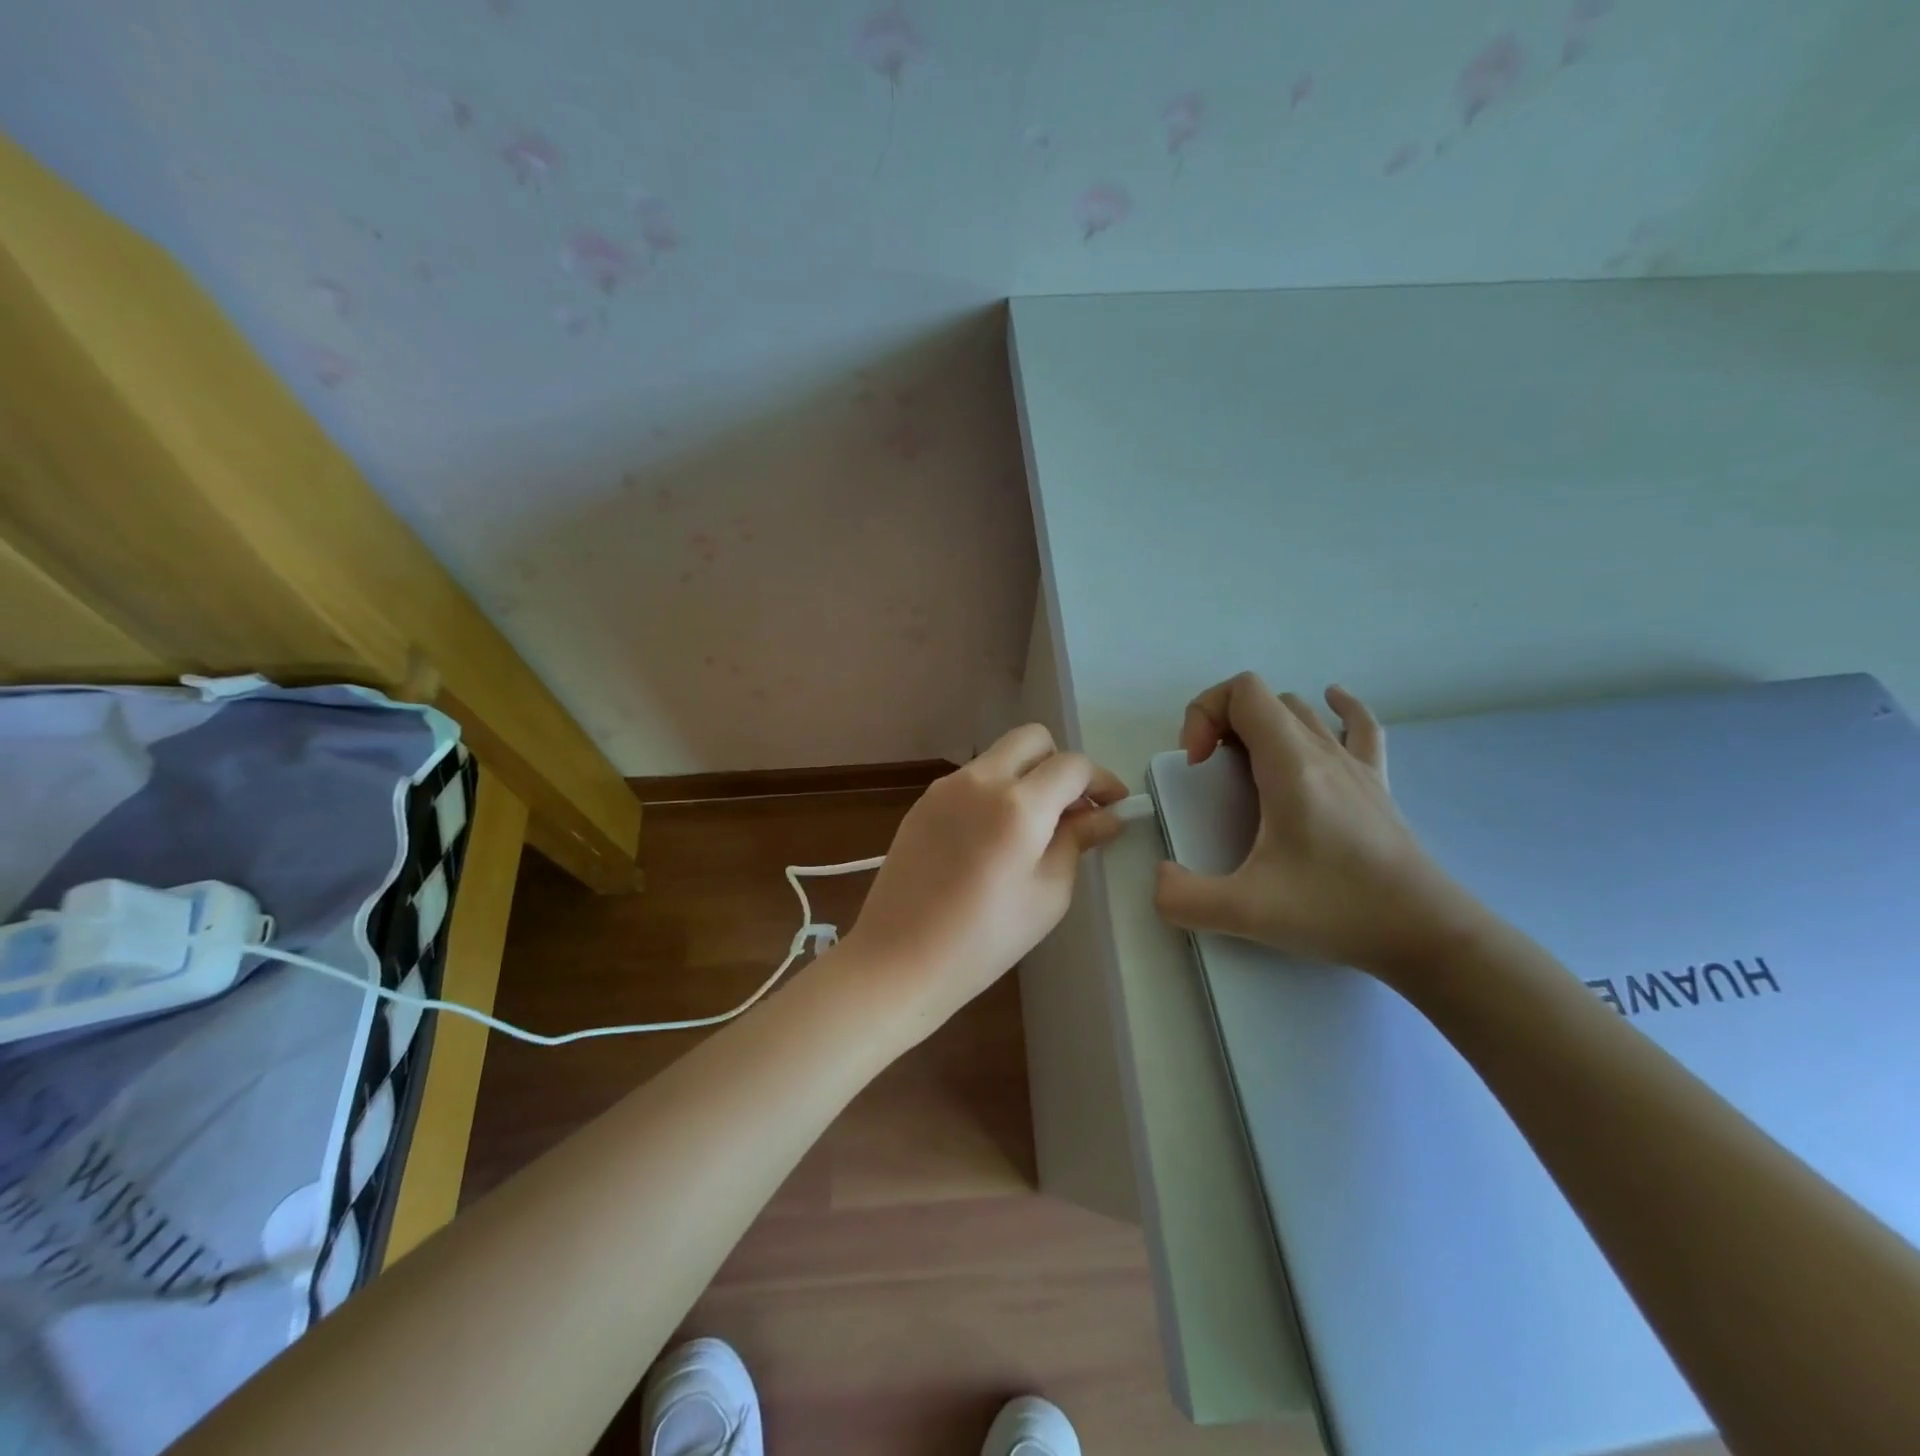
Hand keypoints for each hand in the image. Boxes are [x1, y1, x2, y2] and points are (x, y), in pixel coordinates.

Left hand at [842, 724, 1126, 1033]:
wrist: (900, 958)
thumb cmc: (985, 938)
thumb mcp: (1048, 894)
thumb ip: (1077, 841)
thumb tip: (1106, 815)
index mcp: (1018, 804)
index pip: (1072, 766)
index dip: (1101, 780)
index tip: (1114, 805)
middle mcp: (980, 780)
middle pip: (1032, 739)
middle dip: (1060, 764)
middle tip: (1071, 808)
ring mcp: (946, 787)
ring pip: (999, 756)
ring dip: (1025, 776)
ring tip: (1034, 827)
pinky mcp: (923, 802)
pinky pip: (971, 779)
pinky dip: (995, 790)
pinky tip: (995, 836)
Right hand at [1152, 673, 1484, 979]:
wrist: (1426, 934)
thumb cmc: (1336, 911)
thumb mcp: (1246, 912)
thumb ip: (1184, 898)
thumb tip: (1160, 879)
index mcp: (1291, 765)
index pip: (1242, 691)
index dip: (1205, 712)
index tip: (1198, 766)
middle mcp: (1323, 751)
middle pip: (1265, 699)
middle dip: (1223, 723)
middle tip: (1212, 774)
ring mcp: (1355, 765)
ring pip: (1302, 711)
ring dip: (1263, 723)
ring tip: (1246, 765)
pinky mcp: (1376, 784)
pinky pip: (1360, 726)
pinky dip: (1337, 708)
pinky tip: (1330, 707)